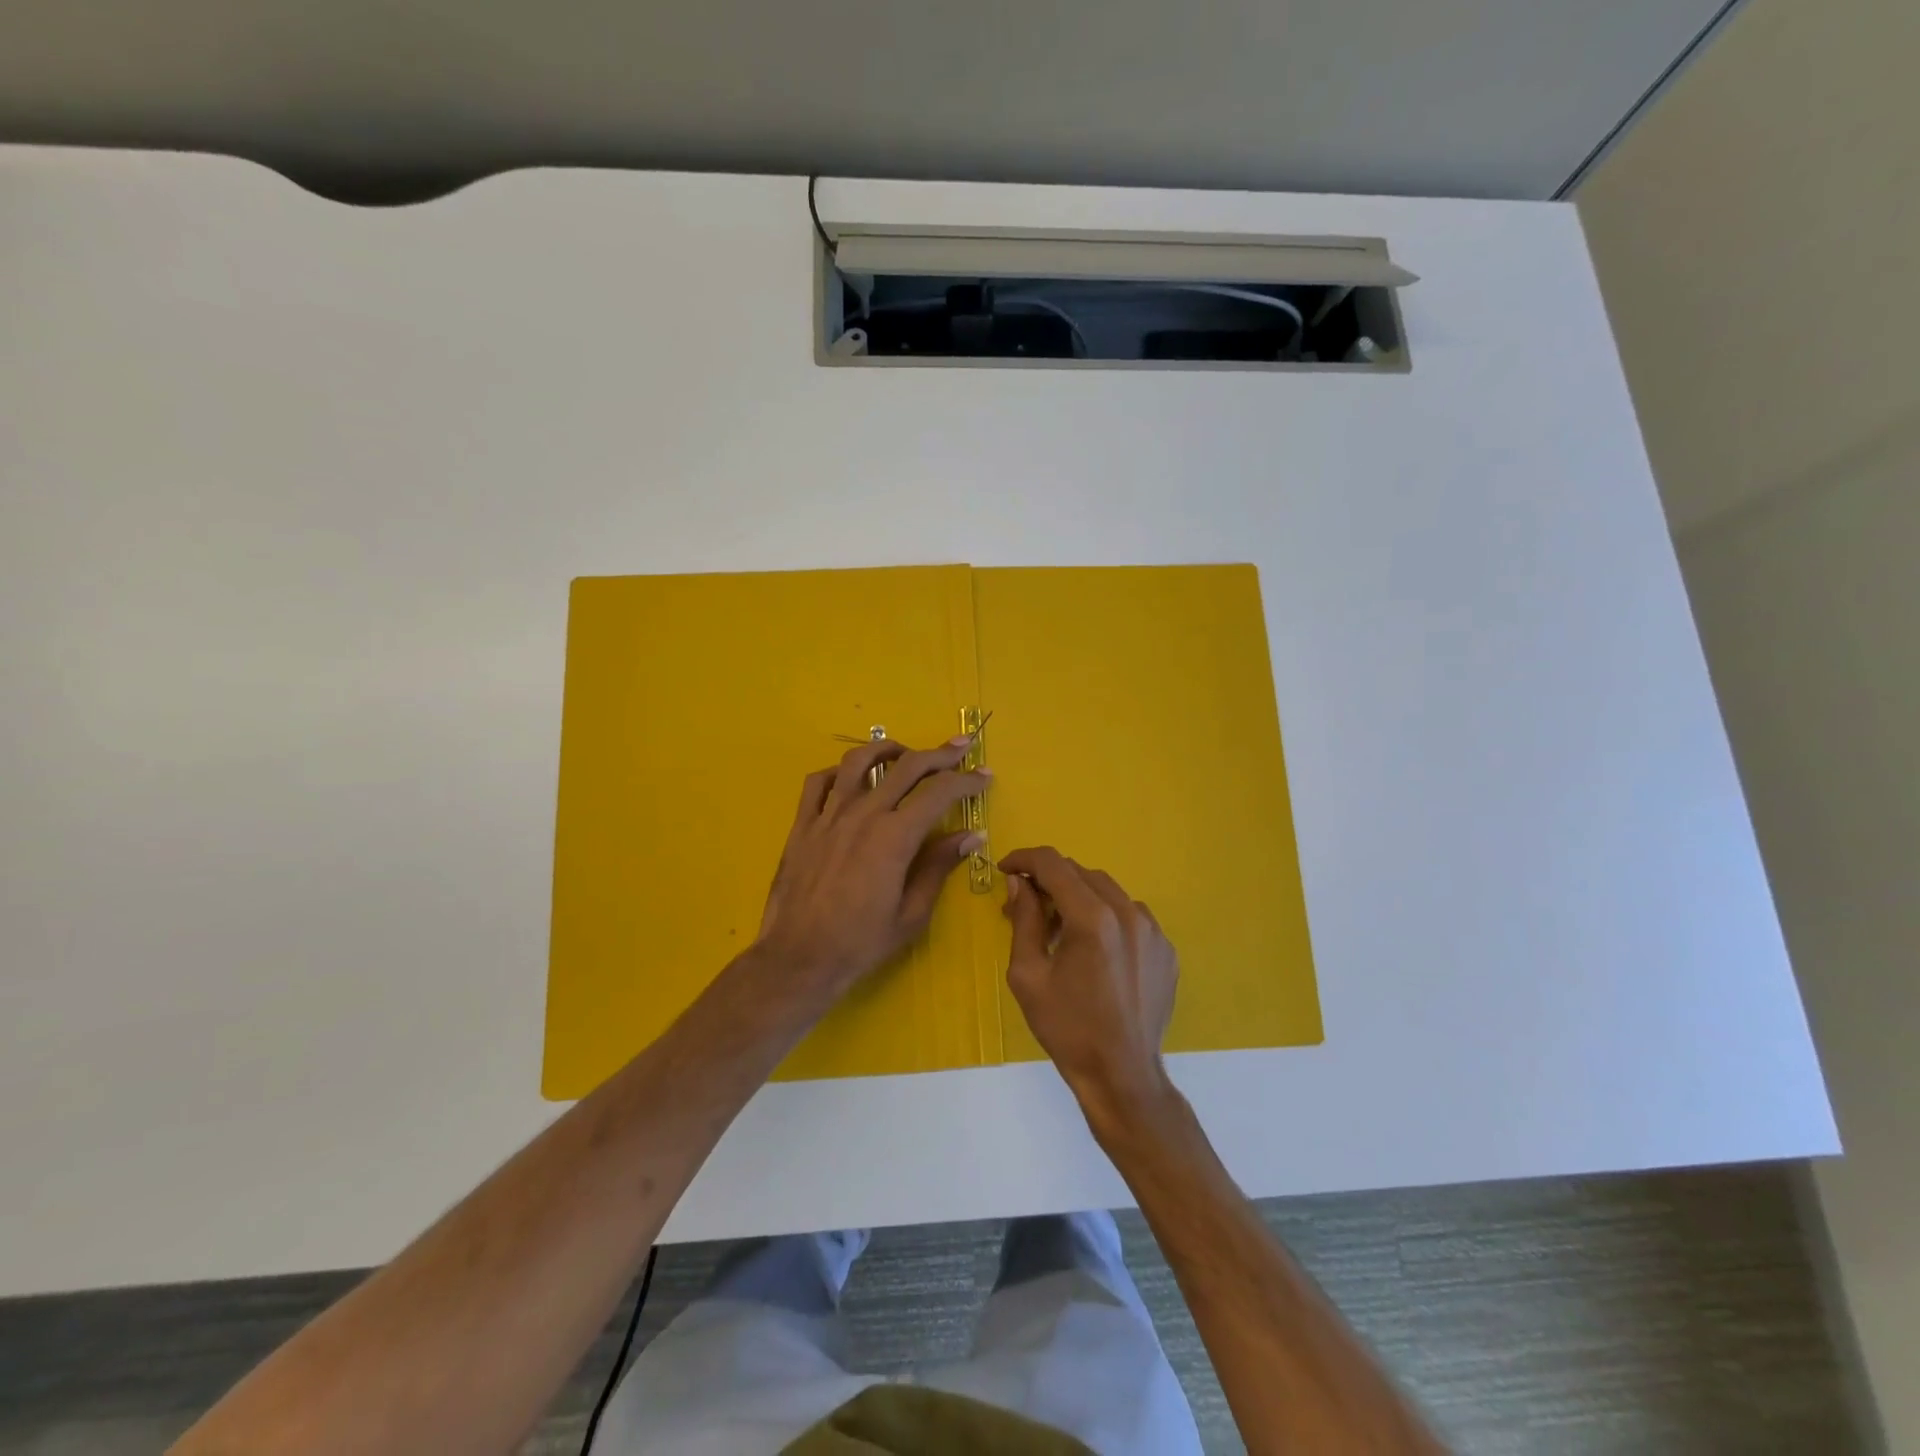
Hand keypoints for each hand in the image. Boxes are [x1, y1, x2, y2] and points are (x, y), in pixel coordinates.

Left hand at [755, 736, 989, 997]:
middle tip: (961, 747)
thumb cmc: (861, 942)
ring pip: (858, 762)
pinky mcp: (803, 825)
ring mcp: (829, 816)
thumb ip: (940, 866)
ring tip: (904, 752)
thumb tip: (971, 836)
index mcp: (895, 836)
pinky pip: (817, 783)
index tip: (985, 775)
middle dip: (940, 754)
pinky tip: (849, 778)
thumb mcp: (912, 913)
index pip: (940, 792)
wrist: (799, 958)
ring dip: (887, 749)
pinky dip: (838, 772)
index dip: (967, 780)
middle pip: (907, 766)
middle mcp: (863, 814)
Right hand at [999, 848, 1179, 1127]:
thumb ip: (1024, 920)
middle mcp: (1128, 913)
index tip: (1005, 870)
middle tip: (1026, 904)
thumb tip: (1020, 883)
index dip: (1024, 859)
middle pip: (1081, 873)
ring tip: (1060, 928)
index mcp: (1092, 918)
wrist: (1122, 1075)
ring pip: (1107, 891)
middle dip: (1049, 880)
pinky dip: (1106, 917)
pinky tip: (1093, 949)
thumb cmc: (1067, 1028)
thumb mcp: (1028, 975)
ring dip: (1078, 897)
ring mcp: (1153, 931)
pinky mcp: (1165, 949)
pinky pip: (1130, 915)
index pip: (1053, 864)